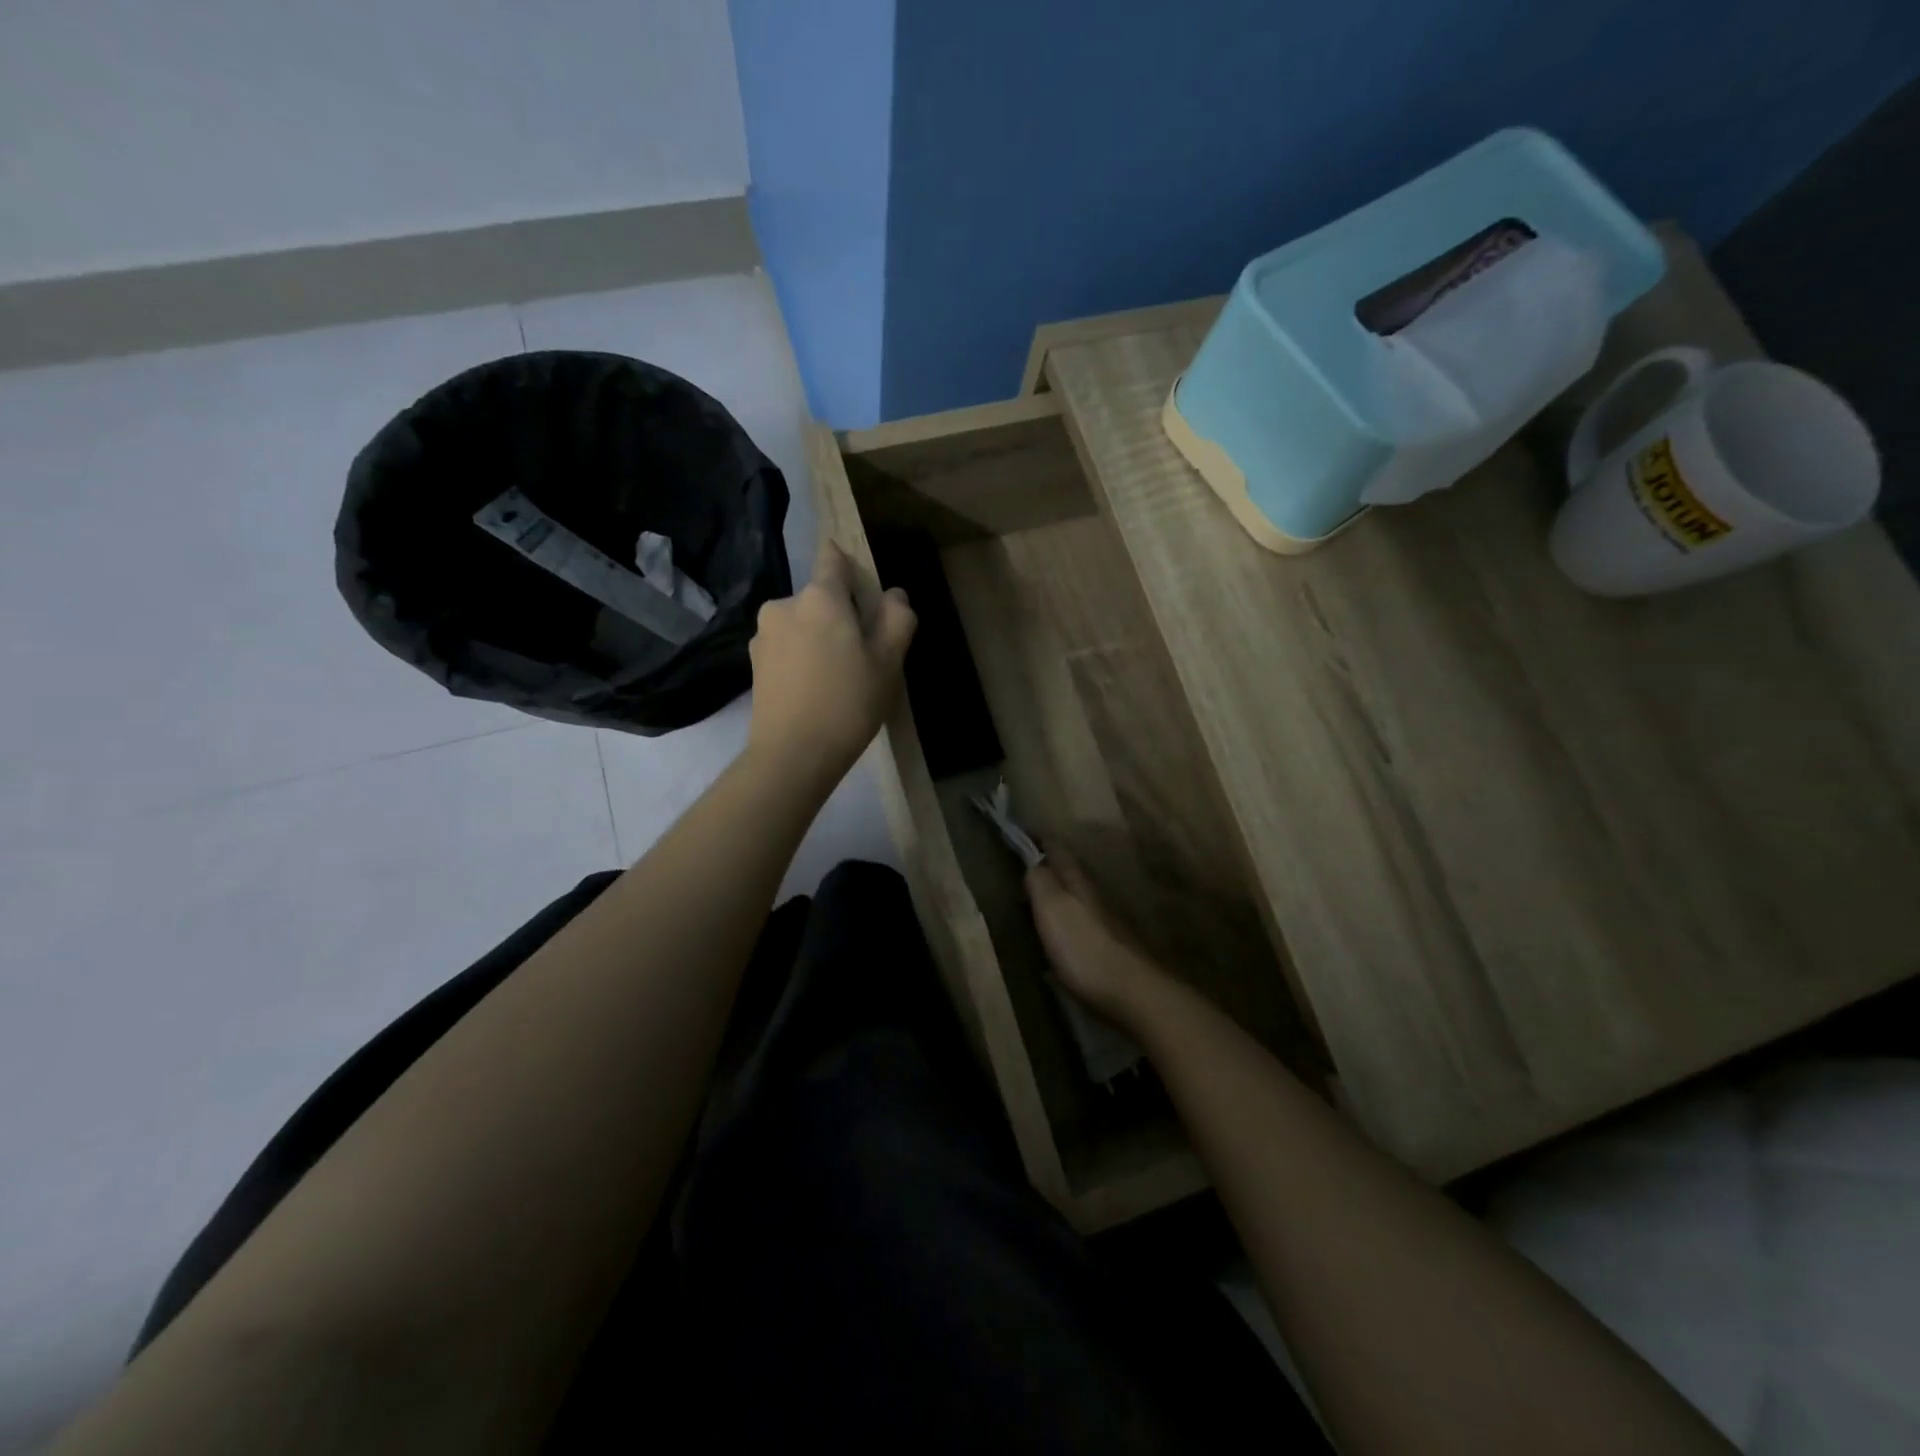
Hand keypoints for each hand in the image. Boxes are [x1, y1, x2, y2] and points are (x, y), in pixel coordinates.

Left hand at [747, 538, 915, 789]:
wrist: (793, 755)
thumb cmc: (848, 703)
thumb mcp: (888, 662)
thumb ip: (897, 619)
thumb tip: (894, 594)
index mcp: (820, 597)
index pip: (832, 558)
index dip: (848, 564)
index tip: (861, 585)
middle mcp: (784, 605)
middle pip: (819, 597)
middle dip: (839, 614)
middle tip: (861, 652)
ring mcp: (764, 635)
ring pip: (801, 624)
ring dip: (819, 637)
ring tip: (837, 676)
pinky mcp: (753, 663)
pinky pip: (787, 647)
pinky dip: (802, 658)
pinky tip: (815, 689)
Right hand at [1025, 855, 1164, 1024]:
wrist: (1131, 992)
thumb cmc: (1083, 947)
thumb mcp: (1052, 908)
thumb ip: (1040, 882)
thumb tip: (1033, 860)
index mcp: (1078, 884)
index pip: (1060, 853)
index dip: (1045, 842)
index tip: (1030, 833)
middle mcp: (1095, 899)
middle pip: (1072, 876)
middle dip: (1054, 867)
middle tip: (1032, 864)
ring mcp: (1106, 926)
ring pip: (1080, 902)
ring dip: (1061, 898)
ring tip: (1041, 901)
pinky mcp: (1110, 953)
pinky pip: (1083, 931)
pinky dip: (1068, 927)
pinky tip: (1059, 942)